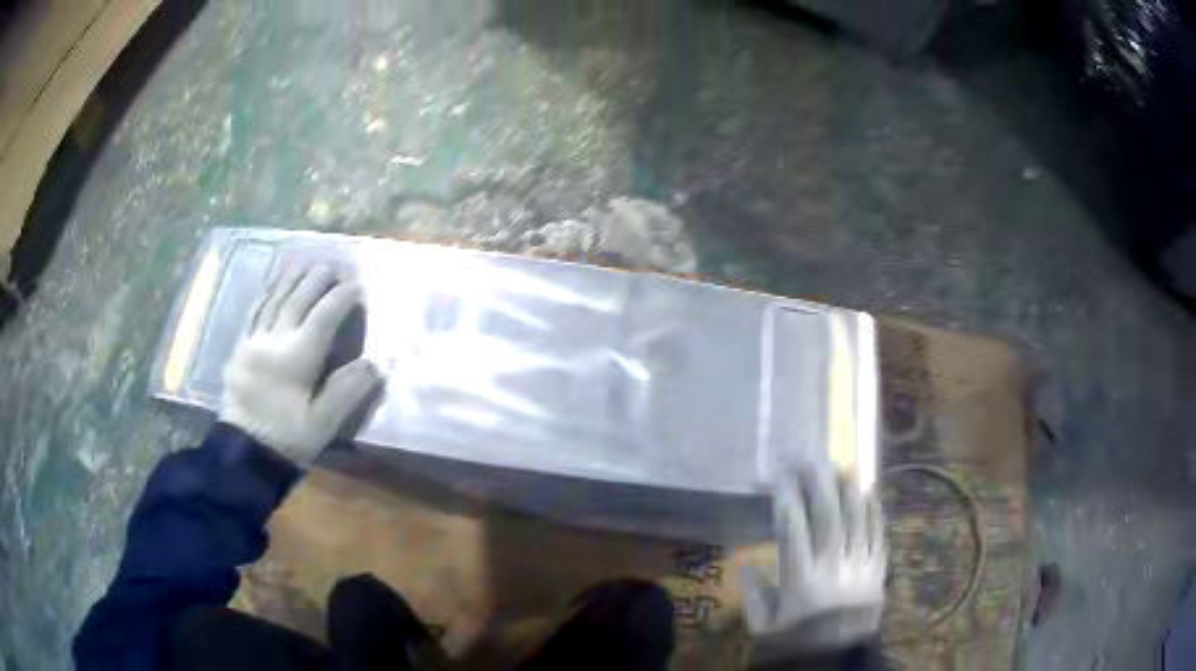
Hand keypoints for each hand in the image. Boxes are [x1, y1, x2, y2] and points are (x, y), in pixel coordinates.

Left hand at [219, 263, 382, 464]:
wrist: (244, 453)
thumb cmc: (287, 440)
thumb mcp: (323, 424)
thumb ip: (347, 391)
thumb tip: (375, 363)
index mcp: (296, 358)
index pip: (323, 317)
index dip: (342, 298)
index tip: (358, 285)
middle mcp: (273, 341)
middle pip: (297, 300)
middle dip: (317, 279)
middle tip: (334, 263)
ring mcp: (253, 341)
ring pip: (274, 300)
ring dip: (292, 277)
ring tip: (306, 260)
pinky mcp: (240, 348)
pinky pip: (254, 311)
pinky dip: (267, 292)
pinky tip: (273, 282)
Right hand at [741, 464, 885, 663]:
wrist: (839, 659)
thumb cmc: (798, 642)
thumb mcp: (765, 626)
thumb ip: (755, 594)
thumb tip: (743, 563)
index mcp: (802, 580)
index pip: (793, 528)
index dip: (787, 497)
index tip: (781, 475)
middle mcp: (833, 566)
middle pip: (828, 515)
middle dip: (819, 483)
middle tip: (811, 459)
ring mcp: (861, 566)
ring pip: (858, 519)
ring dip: (849, 489)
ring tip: (842, 465)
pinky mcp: (879, 570)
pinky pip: (879, 534)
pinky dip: (875, 511)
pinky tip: (870, 492)